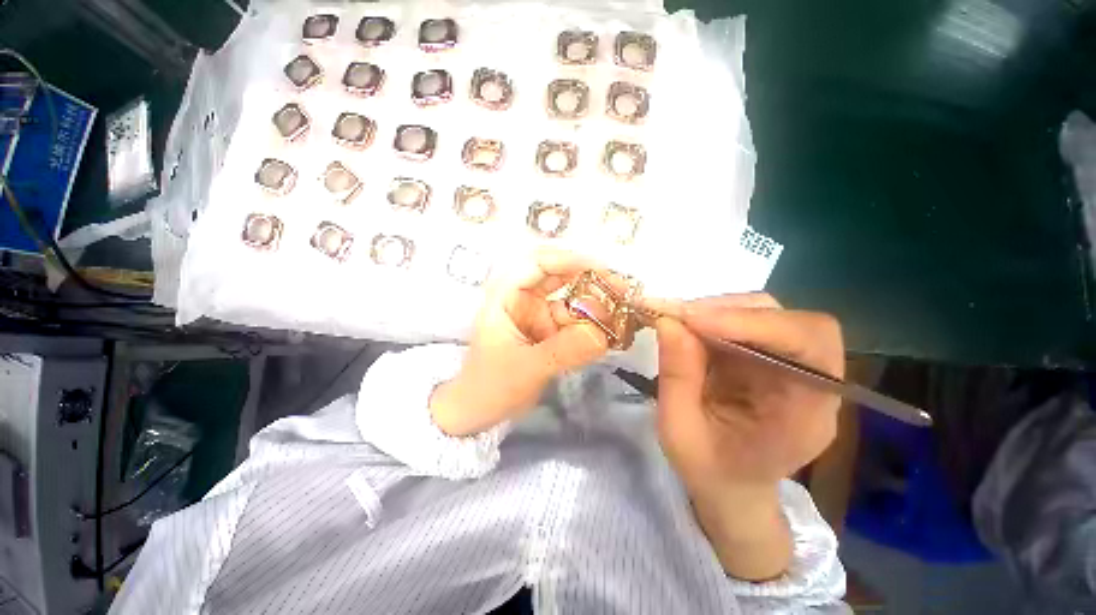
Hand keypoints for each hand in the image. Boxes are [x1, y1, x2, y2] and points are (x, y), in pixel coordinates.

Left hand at [430, 249, 609, 435]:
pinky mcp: (546, 330)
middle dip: (587, 278)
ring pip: (568, 298)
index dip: (567, 259)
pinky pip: (572, 320)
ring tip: (617, 317)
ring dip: (592, 305)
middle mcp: (521, 298)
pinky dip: (589, 324)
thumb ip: (564, 352)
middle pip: (556, 274)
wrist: (478, 413)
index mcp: (504, 296)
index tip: (600, 268)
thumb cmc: (490, 387)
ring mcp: (535, 314)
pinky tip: (606, 333)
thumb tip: (603, 335)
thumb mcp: (526, 369)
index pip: (535, 263)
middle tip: (618, 287)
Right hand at [654, 294, 843, 578]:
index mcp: (805, 416)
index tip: (694, 320)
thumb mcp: (679, 432)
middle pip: (794, 322)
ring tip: (679, 320)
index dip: (754, 324)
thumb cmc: (709, 469)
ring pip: (769, 314)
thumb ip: (677, 378)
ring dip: (720, 309)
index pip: (808, 347)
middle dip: (733, 311)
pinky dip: (714, 316)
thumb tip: (669, 322)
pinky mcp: (767, 356)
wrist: (730, 485)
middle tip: (680, 316)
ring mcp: (790, 365)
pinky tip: (688, 326)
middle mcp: (811, 384)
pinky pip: (747, 321)